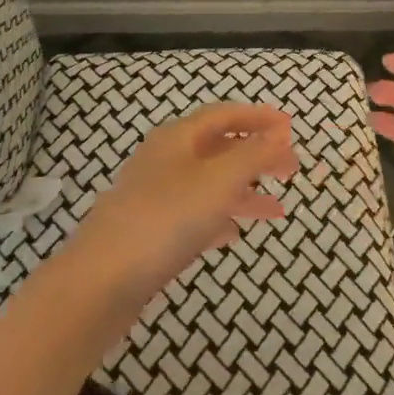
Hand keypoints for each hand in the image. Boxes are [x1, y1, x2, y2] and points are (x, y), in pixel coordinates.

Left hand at [67, 103, 298, 305]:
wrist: (102, 280)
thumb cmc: (165, 218)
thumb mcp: (218, 181)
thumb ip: (252, 156)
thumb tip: (279, 134)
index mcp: (178, 138)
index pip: (223, 115)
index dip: (257, 117)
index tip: (289, 127)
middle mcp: (165, 160)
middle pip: (218, 149)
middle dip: (256, 156)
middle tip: (291, 169)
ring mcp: (155, 197)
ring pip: (208, 185)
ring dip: (244, 192)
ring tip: (278, 210)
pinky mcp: (151, 232)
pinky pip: (194, 216)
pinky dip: (220, 218)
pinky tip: (235, 233)